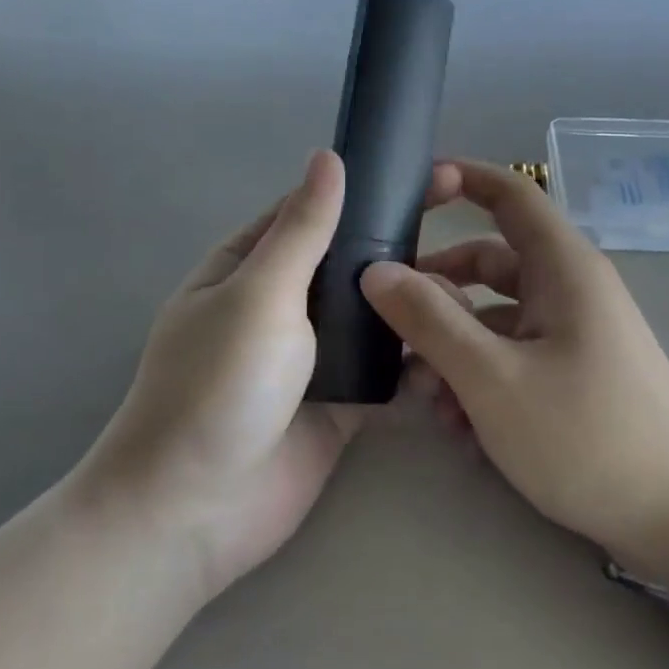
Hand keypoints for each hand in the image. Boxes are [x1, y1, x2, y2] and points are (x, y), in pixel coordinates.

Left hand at [79, 150, 462, 601]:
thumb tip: (328, 156)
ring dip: (414, 305)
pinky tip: (460, 347)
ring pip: (373, 316)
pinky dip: (416, 360)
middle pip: (350, 264)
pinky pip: (385, 371)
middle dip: (401, 249)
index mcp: (250, 266)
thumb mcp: (259, 294)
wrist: (195, 513)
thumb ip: (302, 230)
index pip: (314, 211)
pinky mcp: (341, 403)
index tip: (430, 177)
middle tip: (470, 235)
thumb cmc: (218, 385)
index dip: (366, 190)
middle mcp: (282, 304)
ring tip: (474, 293)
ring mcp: (312, 357)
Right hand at [361, 161, 668, 602]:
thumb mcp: (493, 379)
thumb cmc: (587, 436)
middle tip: (388, 321)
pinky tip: (461, 429)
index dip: (462, 178)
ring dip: (453, 348)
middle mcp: (568, 289)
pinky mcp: (573, 374)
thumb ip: (430, 321)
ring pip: (494, 318)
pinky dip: (481, 378)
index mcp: (562, 268)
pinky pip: (513, 356)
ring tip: (425, 398)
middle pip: (488, 264)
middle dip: (436, 292)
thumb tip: (376, 271)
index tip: (410, 188)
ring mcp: (572, 333)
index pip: (510, 194)